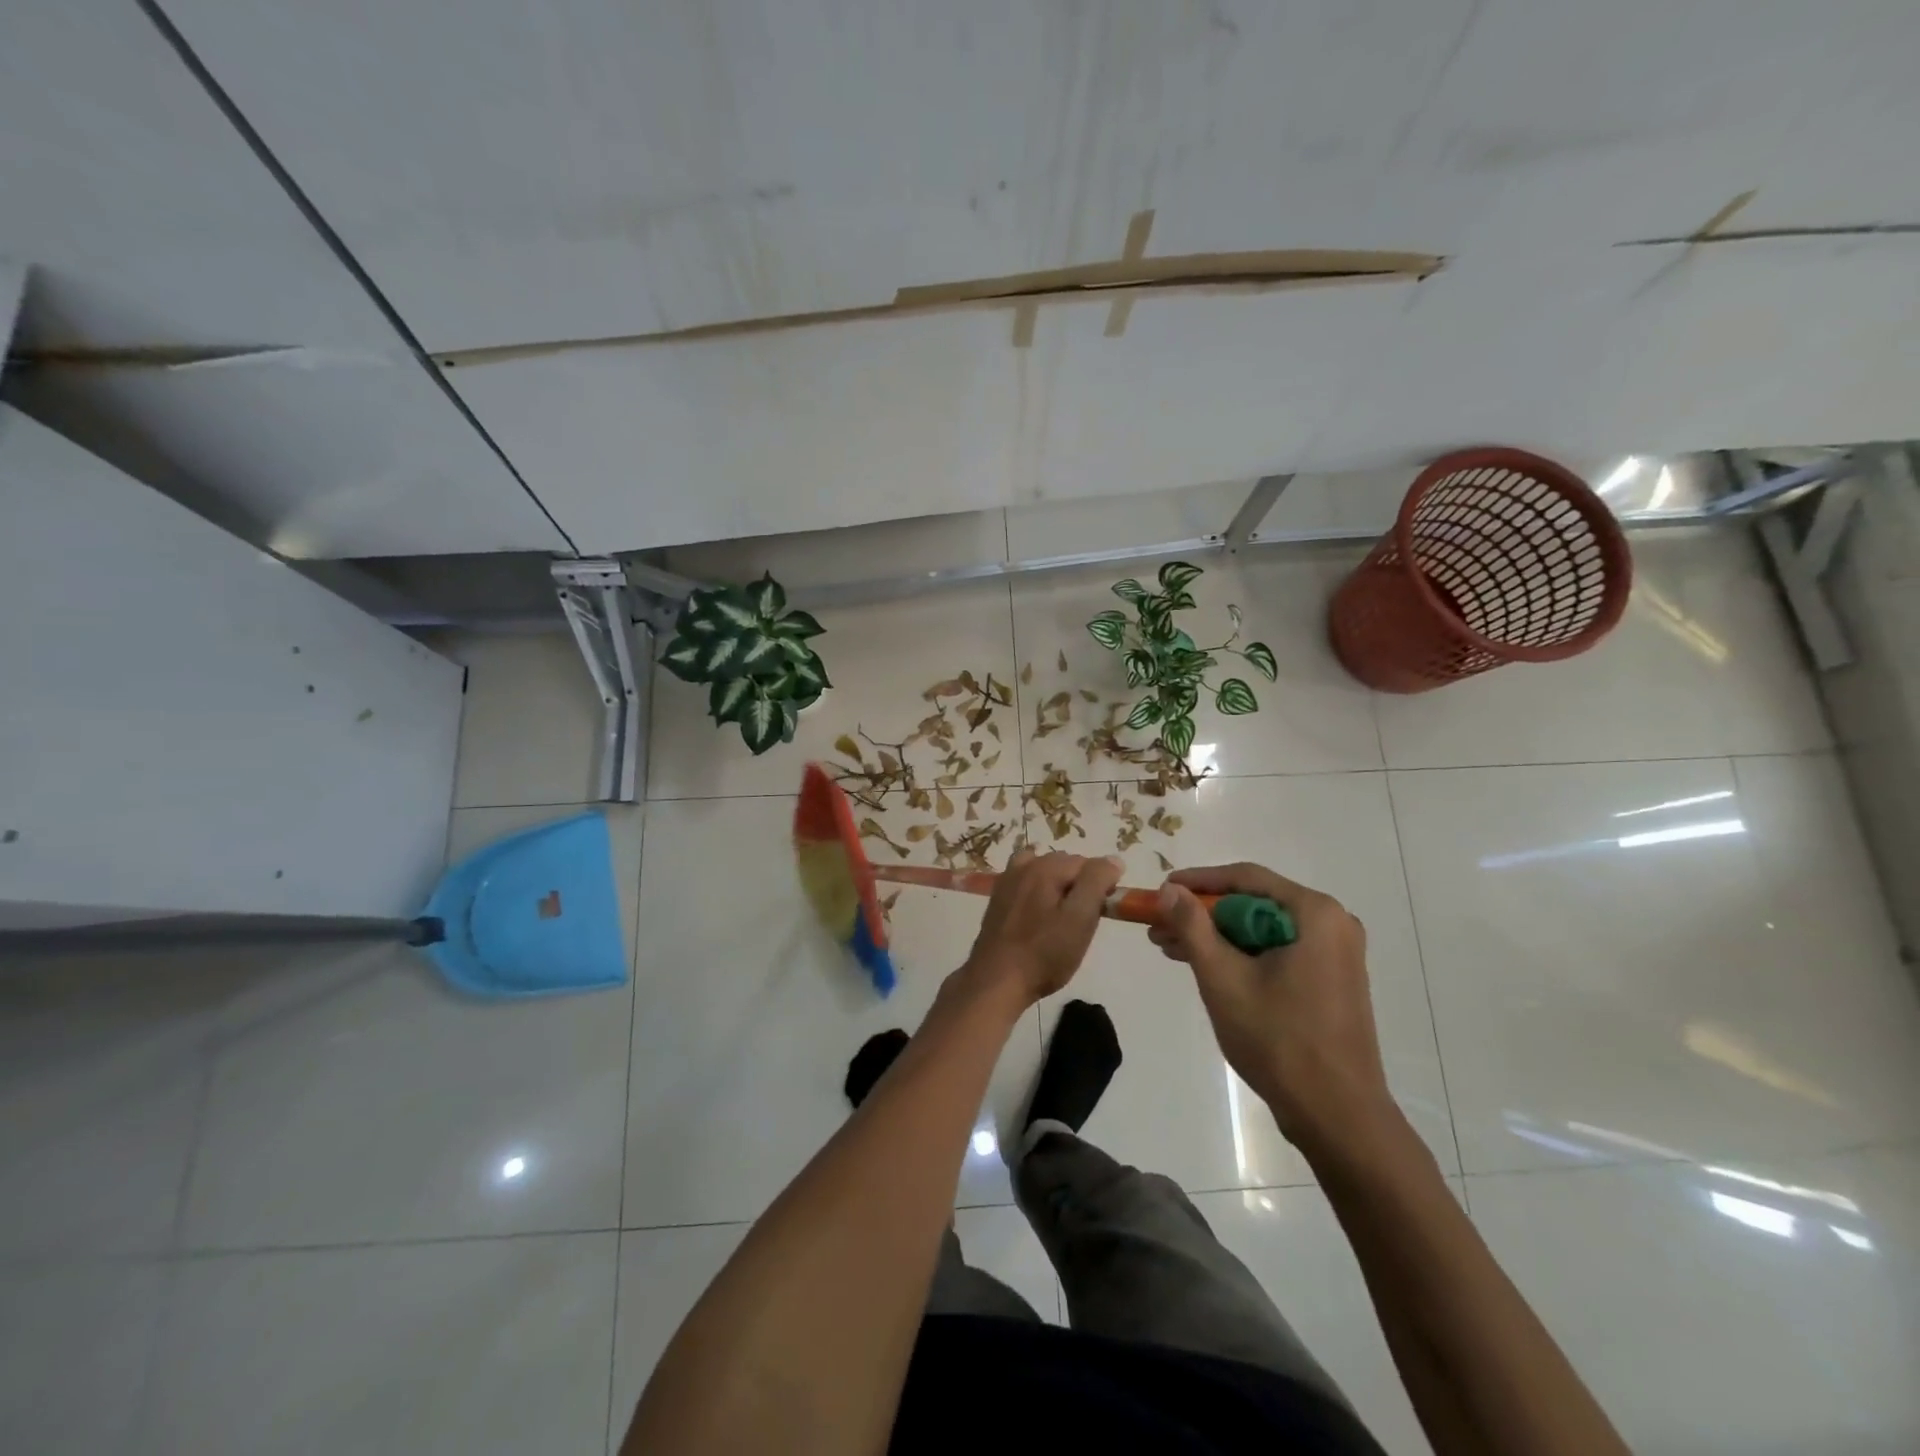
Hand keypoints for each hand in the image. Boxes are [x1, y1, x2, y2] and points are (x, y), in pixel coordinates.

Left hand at [961, 848, 1123, 1007]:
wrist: (996, 980)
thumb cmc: (1044, 954)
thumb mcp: (1079, 919)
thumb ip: (1096, 883)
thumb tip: (1113, 860)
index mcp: (1045, 867)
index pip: (1088, 864)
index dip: (1101, 886)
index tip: (1101, 913)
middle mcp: (1024, 865)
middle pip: (1065, 865)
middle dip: (1079, 886)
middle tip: (1083, 921)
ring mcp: (1007, 881)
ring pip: (1045, 872)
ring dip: (1058, 887)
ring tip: (1061, 918)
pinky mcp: (998, 898)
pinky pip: (1026, 882)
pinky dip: (1038, 890)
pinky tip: (1039, 914)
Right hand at [1150, 863, 1397, 1154]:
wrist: (1337, 1115)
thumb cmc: (1278, 1040)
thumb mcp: (1222, 978)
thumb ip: (1192, 926)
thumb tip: (1169, 889)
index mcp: (1315, 913)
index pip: (1245, 878)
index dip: (1197, 881)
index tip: (1160, 890)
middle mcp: (1332, 923)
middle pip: (1253, 902)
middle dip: (1202, 914)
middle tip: (1159, 926)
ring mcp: (1336, 953)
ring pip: (1262, 928)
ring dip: (1217, 936)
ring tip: (1171, 948)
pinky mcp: (1331, 978)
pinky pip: (1277, 950)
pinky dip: (1241, 954)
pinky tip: (1206, 967)